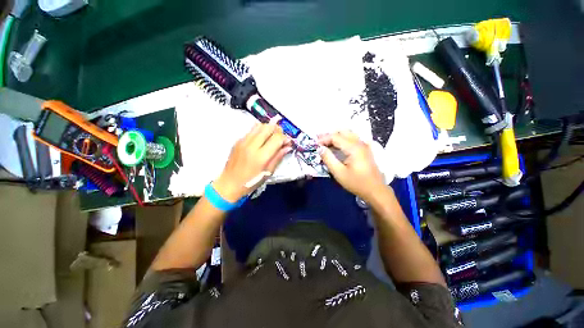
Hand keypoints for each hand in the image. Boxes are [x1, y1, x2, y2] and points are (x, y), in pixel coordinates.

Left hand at [213, 123, 291, 202]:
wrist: (229, 183)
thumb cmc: (251, 182)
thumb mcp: (268, 172)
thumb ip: (278, 157)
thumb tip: (287, 147)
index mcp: (261, 156)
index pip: (276, 138)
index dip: (285, 138)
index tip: (288, 143)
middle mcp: (251, 145)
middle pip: (268, 128)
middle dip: (278, 130)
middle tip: (281, 137)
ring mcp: (243, 141)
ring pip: (260, 126)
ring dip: (269, 128)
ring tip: (272, 136)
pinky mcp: (238, 141)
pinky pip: (252, 130)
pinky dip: (260, 131)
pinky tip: (262, 139)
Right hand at [318, 131, 385, 201]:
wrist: (375, 190)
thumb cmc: (356, 183)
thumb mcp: (339, 173)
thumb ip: (328, 159)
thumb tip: (320, 148)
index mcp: (353, 148)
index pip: (335, 137)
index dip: (324, 139)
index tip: (315, 144)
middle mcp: (360, 143)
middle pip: (342, 132)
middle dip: (329, 135)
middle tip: (320, 142)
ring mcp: (364, 145)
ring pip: (348, 134)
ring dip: (336, 137)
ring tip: (326, 144)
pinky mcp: (365, 149)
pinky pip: (352, 139)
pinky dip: (343, 139)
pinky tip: (338, 146)